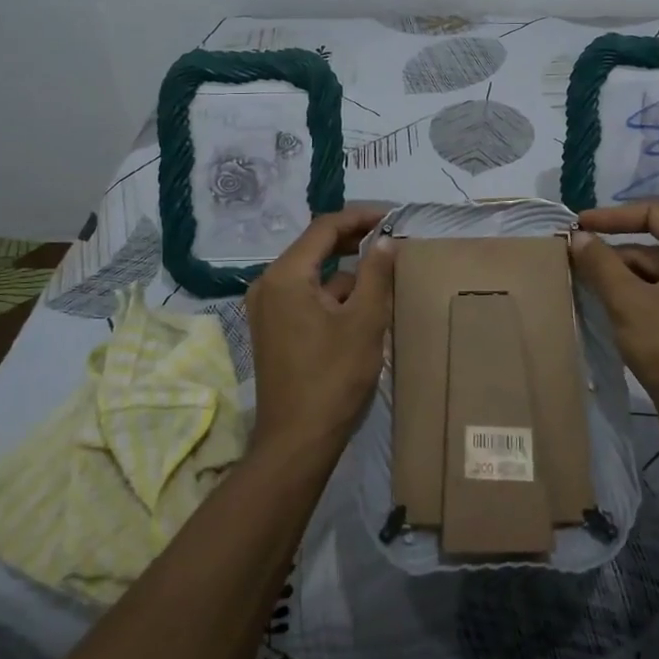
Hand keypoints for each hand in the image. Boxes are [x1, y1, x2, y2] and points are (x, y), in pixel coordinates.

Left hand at [246, 205, 394, 460]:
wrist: (297, 441)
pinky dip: (331, 294)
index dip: (360, 217)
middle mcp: (268, 284)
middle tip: (390, 239)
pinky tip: (361, 305)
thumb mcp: (364, 321)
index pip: (324, 228)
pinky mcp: (272, 329)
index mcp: (285, 275)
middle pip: (314, 248)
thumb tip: (386, 241)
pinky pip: (304, 296)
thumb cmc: (333, 377)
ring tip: (383, 273)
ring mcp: (266, 308)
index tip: (392, 217)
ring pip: (312, 275)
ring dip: (345, 271)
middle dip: (353, 241)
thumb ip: (376, 274)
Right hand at [570, 203, 658, 451]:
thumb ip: (600, 263)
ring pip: (656, 274)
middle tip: (572, 262)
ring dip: (620, 278)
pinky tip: (606, 310)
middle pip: (654, 246)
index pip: (655, 214)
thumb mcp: (628, 302)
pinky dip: (635, 298)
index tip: (578, 227)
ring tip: (582, 287)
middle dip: (613, 253)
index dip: (612, 216)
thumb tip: (578, 236)